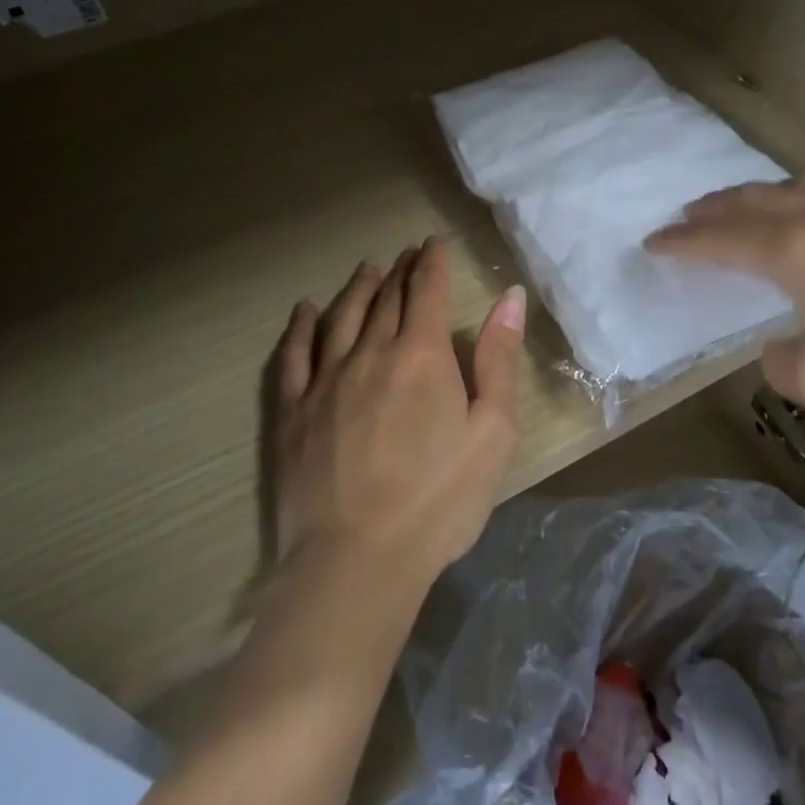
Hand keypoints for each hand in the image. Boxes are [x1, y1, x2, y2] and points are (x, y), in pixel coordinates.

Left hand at [272, 237, 526, 585]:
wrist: (358, 561)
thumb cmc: (439, 499)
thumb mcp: (493, 432)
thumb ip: (500, 359)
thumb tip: (510, 298)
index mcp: (421, 355)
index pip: (426, 290)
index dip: (431, 262)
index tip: (433, 244)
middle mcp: (370, 352)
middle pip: (386, 298)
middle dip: (400, 270)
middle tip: (406, 254)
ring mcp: (326, 379)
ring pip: (342, 316)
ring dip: (358, 288)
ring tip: (368, 269)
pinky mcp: (293, 410)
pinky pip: (294, 354)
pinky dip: (301, 326)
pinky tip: (305, 309)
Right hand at [645, 175, 804, 446]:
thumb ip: (784, 362)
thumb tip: (786, 343)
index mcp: (801, 253)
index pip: (724, 241)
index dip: (684, 243)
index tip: (653, 242)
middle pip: (760, 201)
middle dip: (716, 208)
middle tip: (687, 215)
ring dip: (768, 195)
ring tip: (752, 205)